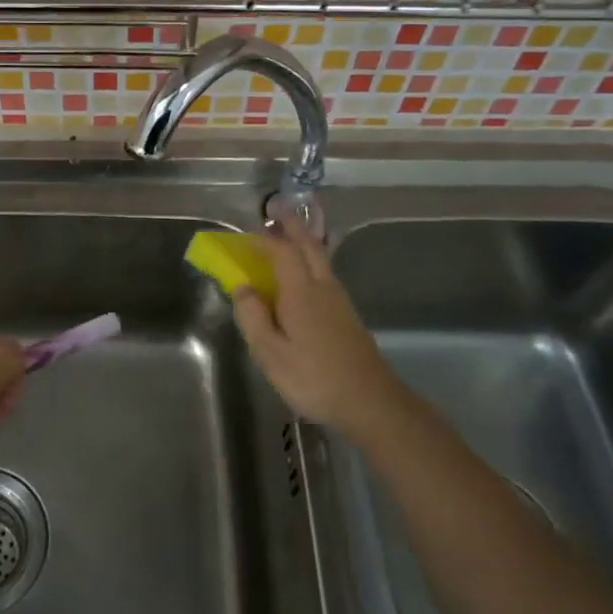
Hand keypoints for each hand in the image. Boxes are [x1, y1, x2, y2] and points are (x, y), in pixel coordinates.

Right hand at [231, 219, 405, 441]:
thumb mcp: (270, 353)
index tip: (249, 231)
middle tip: (278, 212)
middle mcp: (322, 287)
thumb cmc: (313, 377)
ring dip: (304, 242)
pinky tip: (307, 274)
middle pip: (308, 246)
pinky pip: (325, 274)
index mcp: (300, 291)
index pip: (282, 251)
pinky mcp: (347, 315)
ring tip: (290, 236)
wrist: (369, 401)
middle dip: (292, 227)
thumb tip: (242, 286)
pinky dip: (312, 261)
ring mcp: (339, 300)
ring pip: (321, 259)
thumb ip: (253, 317)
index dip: (265, 239)